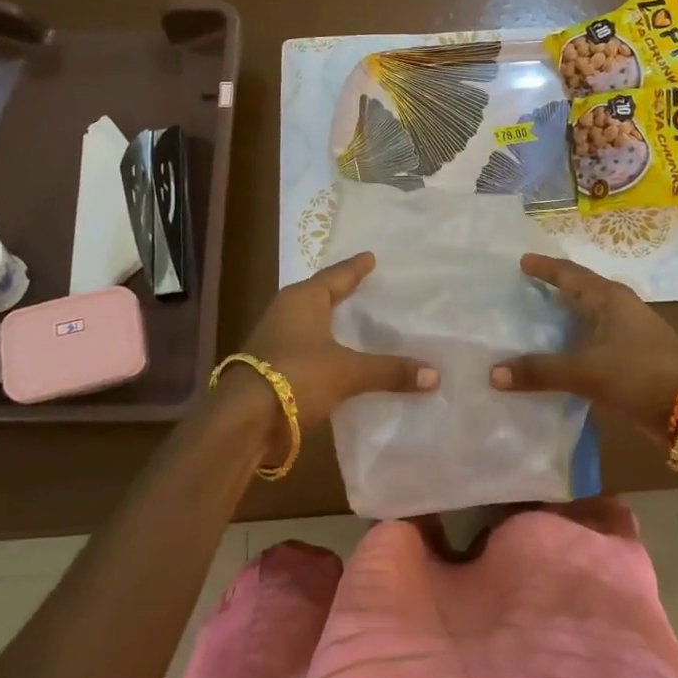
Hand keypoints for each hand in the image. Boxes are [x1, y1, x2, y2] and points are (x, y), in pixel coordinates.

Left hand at [236, 253, 435, 448]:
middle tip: (367, 286)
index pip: (336, 276)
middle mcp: (286, 311)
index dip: (356, 268)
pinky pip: (305, 347)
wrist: (243, 419)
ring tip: (356, 321)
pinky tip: (339, 357)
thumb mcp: (348, 372)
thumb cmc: (296, 376)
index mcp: (303, 299)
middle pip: (320, 295)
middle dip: (342, 292)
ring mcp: (275, 339)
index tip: (370, 257)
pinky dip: (324, 347)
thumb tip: (435, 375)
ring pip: (310, 322)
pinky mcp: (271, 366)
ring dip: (330, 321)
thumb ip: (390, 371)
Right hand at [490, 254, 677, 440]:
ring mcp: (629, 333)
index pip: (570, 274)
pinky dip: (574, 344)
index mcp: (609, 299)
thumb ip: (539, 371)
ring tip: (535, 320)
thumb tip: (493, 373)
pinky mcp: (633, 357)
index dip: (545, 267)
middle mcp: (619, 309)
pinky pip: (594, 341)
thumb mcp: (585, 372)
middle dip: (554, 289)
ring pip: (589, 318)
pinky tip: (558, 356)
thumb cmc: (639, 375)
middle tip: (524, 288)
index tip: (522, 261)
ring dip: (564, 318)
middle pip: (580, 291)